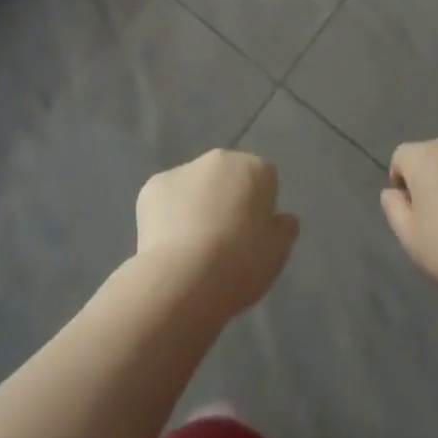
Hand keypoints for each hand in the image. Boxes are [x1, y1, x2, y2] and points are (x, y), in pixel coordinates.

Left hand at [135, 149, 299, 320]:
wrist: (184, 278)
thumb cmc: (240, 264)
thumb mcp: (277, 253)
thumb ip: (284, 229)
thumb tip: (284, 217)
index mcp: (254, 168)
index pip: (265, 179)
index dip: (260, 207)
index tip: (254, 237)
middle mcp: (219, 158)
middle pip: (228, 176)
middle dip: (227, 198)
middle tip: (224, 241)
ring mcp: (183, 169)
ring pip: (196, 185)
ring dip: (197, 204)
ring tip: (193, 248)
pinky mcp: (153, 185)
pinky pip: (167, 198)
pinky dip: (168, 215)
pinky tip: (169, 246)